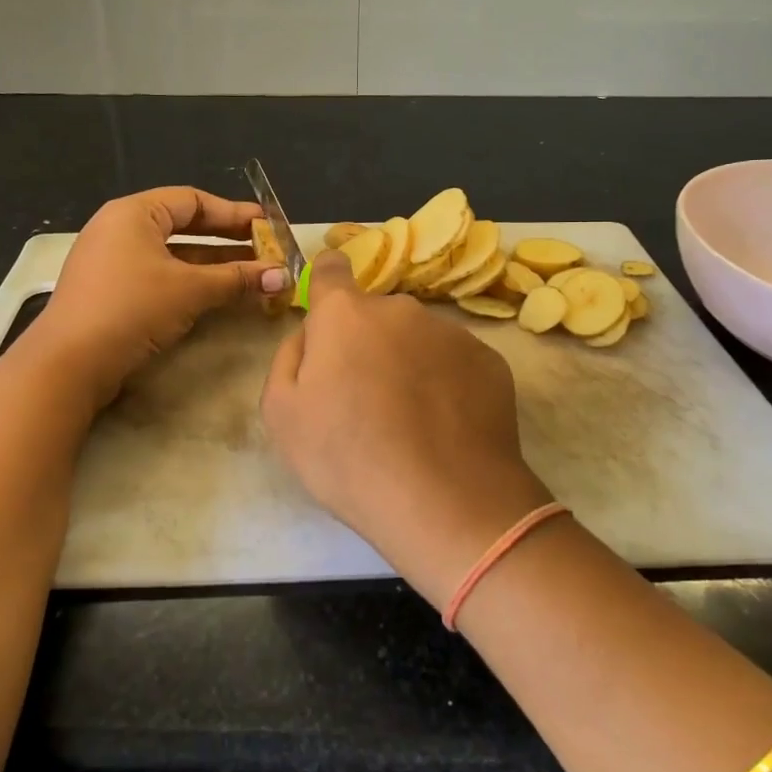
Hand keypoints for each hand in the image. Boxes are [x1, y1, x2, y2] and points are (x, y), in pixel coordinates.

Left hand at [33, 187, 287, 406]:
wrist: (69, 363)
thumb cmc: (132, 308)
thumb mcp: (190, 289)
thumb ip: (237, 279)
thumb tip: (284, 276)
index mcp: (134, 213)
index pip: (192, 200)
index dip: (233, 213)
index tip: (266, 225)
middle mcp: (120, 229)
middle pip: (184, 226)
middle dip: (227, 240)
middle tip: (264, 249)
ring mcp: (113, 262)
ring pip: (174, 255)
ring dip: (213, 265)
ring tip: (253, 275)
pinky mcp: (111, 292)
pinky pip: (160, 276)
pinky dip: (191, 282)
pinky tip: (219, 295)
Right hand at [261, 251, 552, 605]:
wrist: (445, 501)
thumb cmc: (347, 456)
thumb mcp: (282, 414)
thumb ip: (289, 357)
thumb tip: (310, 335)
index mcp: (345, 314)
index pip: (332, 269)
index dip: (327, 284)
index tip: (330, 315)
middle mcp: (400, 308)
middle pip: (375, 316)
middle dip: (367, 344)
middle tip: (366, 400)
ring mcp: (450, 332)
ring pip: (418, 339)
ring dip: (409, 364)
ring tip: (411, 423)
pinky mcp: (490, 361)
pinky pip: (455, 363)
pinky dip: (446, 384)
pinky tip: (444, 429)